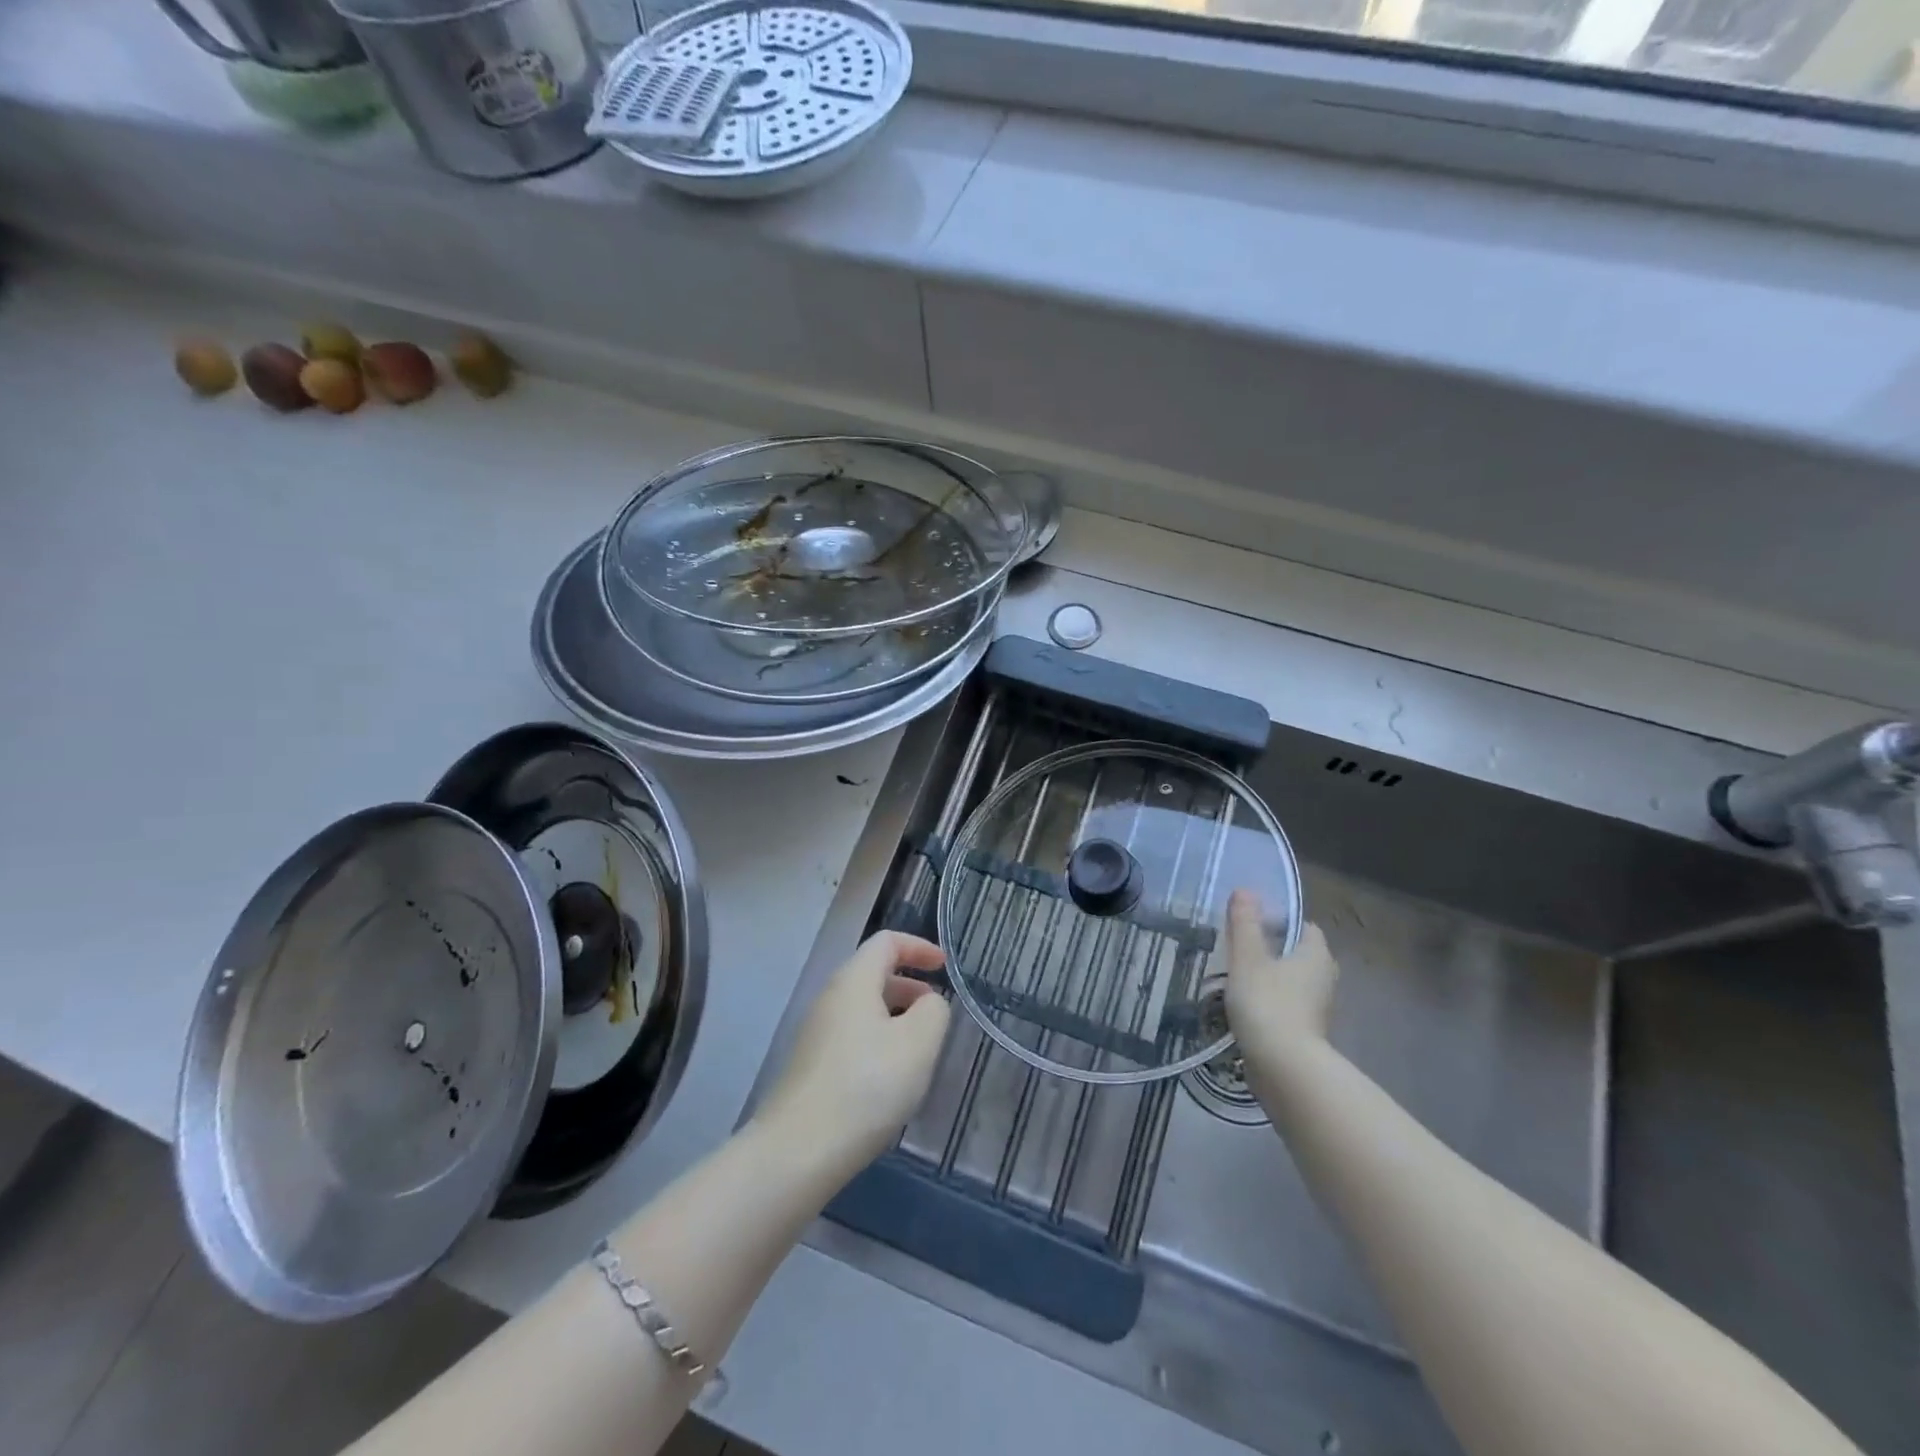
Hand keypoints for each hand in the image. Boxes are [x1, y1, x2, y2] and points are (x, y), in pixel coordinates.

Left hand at [756, 931, 951, 1177]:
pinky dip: (878, 1041)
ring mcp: (815, 1033)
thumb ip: (934, 1012)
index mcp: (854, 980)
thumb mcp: (918, 1043)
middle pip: (872, 974)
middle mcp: (829, 998)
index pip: (886, 942)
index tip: (945, 968)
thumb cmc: (866, 1086)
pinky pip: (852, 1036)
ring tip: (920, 1050)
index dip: (919, 947)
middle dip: (909, 985)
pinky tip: (890, 1079)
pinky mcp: (810, 1066)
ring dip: (895, 1017)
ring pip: (862, 1008)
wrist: (797, 1151)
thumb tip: (928, 1004)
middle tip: (936, 1012)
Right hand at [1224, 889, 1339, 1078]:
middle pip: (1299, 954)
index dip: (1280, 921)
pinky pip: (1288, 1006)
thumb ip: (1245, 923)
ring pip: (1293, 982)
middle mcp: (1324, 978)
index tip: (1251, 923)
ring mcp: (1318, 1008)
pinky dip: (1271, 1003)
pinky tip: (1245, 1007)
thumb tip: (1245, 889)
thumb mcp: (1248, 958)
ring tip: (1237, 976)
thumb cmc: (1268, 1003)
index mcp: (1316, 955)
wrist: (1284, 1068)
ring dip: (1271, 978)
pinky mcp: (1307, 1033)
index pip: (1304, 927)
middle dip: (1273, 950)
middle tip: (1241, 948)